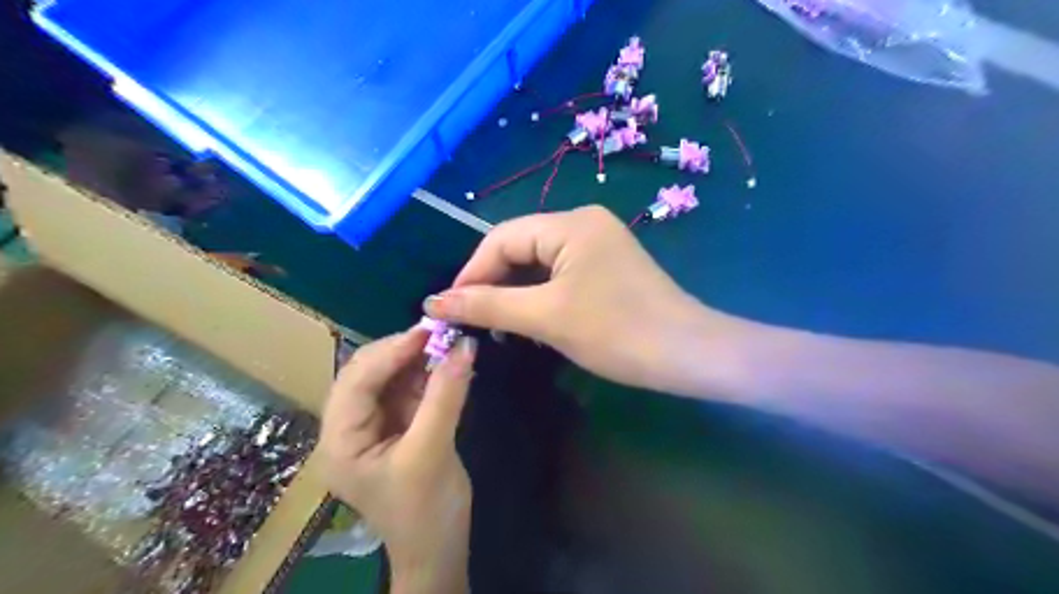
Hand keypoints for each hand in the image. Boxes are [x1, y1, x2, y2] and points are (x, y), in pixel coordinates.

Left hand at [317, 327, 474, 590]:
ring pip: (390, 378)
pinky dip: (428, 373)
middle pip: (368, 374)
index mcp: (340, 441)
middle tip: (439, 334)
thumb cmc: (426, 512)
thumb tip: (465, 345)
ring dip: (418, 359)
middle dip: (402, 351)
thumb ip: (446, 396)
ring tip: (447, 342)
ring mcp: (375, 425)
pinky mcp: (399, 425)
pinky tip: (447, 362)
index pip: (355, 383)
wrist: (440, 550)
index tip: (427, 331)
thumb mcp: (432, 452)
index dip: (389, 352)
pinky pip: (410, 389)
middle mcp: (350, 428)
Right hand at [423, 207, 743, 395]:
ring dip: (513, 292)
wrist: (688, 354)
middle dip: (492, 283)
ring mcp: (598, 245)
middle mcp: (583, 223)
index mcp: (570, 223)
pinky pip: (559, 274)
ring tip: (495, 325)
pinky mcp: (606, 267)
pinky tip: (526, 320)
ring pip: (538, 263)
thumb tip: (434, 300)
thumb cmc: (617, 332)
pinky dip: (537, 296)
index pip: (502, 238)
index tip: (449, 309)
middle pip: (520, 247)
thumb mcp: (546, 317)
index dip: (471, 271)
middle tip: (471, 321)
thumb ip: (488, 305)